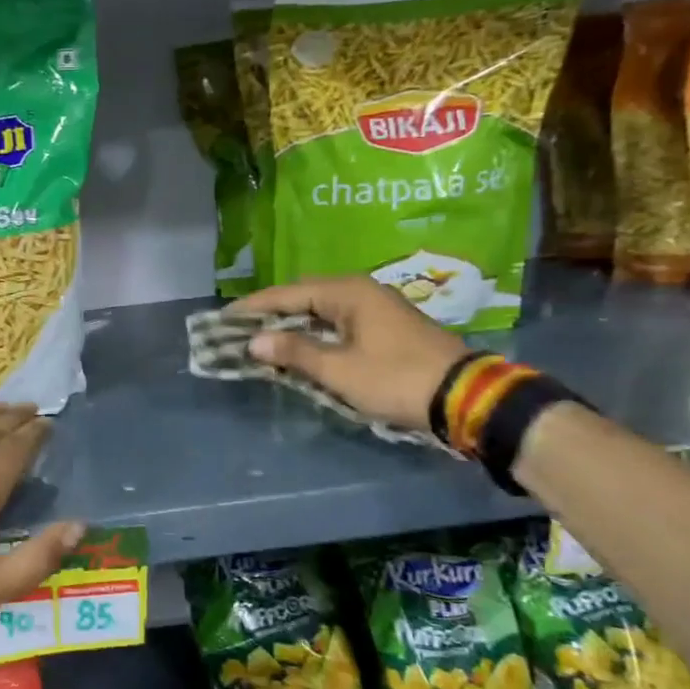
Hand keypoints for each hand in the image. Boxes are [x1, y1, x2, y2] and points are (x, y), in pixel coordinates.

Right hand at [231, 277, 469, 433]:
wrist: (466, 397)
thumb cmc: (396, 379)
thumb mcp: (340, 370)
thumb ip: (295, 353)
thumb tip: (254, 342)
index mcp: (347, 292)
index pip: (287, 293)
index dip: (253, 307)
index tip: (223, 318)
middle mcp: (360, 291)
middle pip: (303, 297)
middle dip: (270, 313)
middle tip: (239, 330)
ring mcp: (376, 307)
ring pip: (321, 310)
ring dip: (292, 325)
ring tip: (262, 339)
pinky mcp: (385, 326)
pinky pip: (337, 322)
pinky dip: (314, 333)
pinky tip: (300, 347)